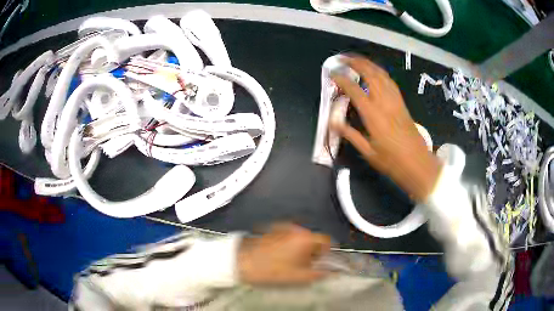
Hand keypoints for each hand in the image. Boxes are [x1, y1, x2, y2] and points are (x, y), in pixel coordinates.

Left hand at [238, 223, 331, 284]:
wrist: (244, 262)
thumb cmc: (272, 270)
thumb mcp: (301, 277)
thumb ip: (321, 274)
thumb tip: (330, 272)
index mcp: (306, 238)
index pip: (327, 241)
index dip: (327, 253)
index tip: (322, 262)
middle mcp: (296, 229)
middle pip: (313, 239)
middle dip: (312, 252)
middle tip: (305, 266)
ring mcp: (283, 227)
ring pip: (300, 238)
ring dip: (300, 249)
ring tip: (290, 263)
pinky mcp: (272, 229)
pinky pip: (288, 237)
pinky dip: (288, 245)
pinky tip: (279, 257)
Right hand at [331, 56, 441, 201]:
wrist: (418, 163)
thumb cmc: (392, 161)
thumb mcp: (368, 151)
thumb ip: (350, 134)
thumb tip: (332, 121)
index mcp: (373, 115)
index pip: (354, 90)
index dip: (342, 79)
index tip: (332, 73)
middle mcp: (384, 102)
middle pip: (370, 74)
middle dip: (355, 62)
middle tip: (342, 58)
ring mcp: (395, 100)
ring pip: (381, 75)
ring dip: (368, 64)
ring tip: (356, 59)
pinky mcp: (402, 103)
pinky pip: (390, 81)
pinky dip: (380, 72)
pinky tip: (375, 72)